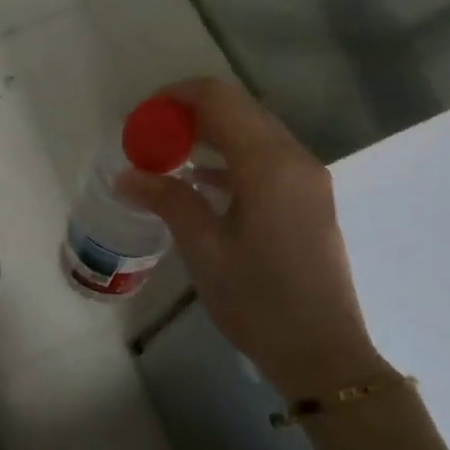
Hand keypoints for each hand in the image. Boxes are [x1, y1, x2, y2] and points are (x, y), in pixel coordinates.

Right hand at [117, 78, 380, 397]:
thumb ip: (168, 200)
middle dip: (193, 114)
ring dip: (214, 136)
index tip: (144, 116)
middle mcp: (295, 159)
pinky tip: (205, 183)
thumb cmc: (258, 300)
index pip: (220, 99)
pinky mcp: (312, 201)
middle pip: (241, 110)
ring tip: (171, 157)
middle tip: (152, 137)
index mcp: (268, 163)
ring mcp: (309, 179)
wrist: (322, 352)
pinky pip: (269, 160)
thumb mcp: (204, 249)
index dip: (178, 96)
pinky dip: (235, 159)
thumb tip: (127, 175)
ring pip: (256, 134)